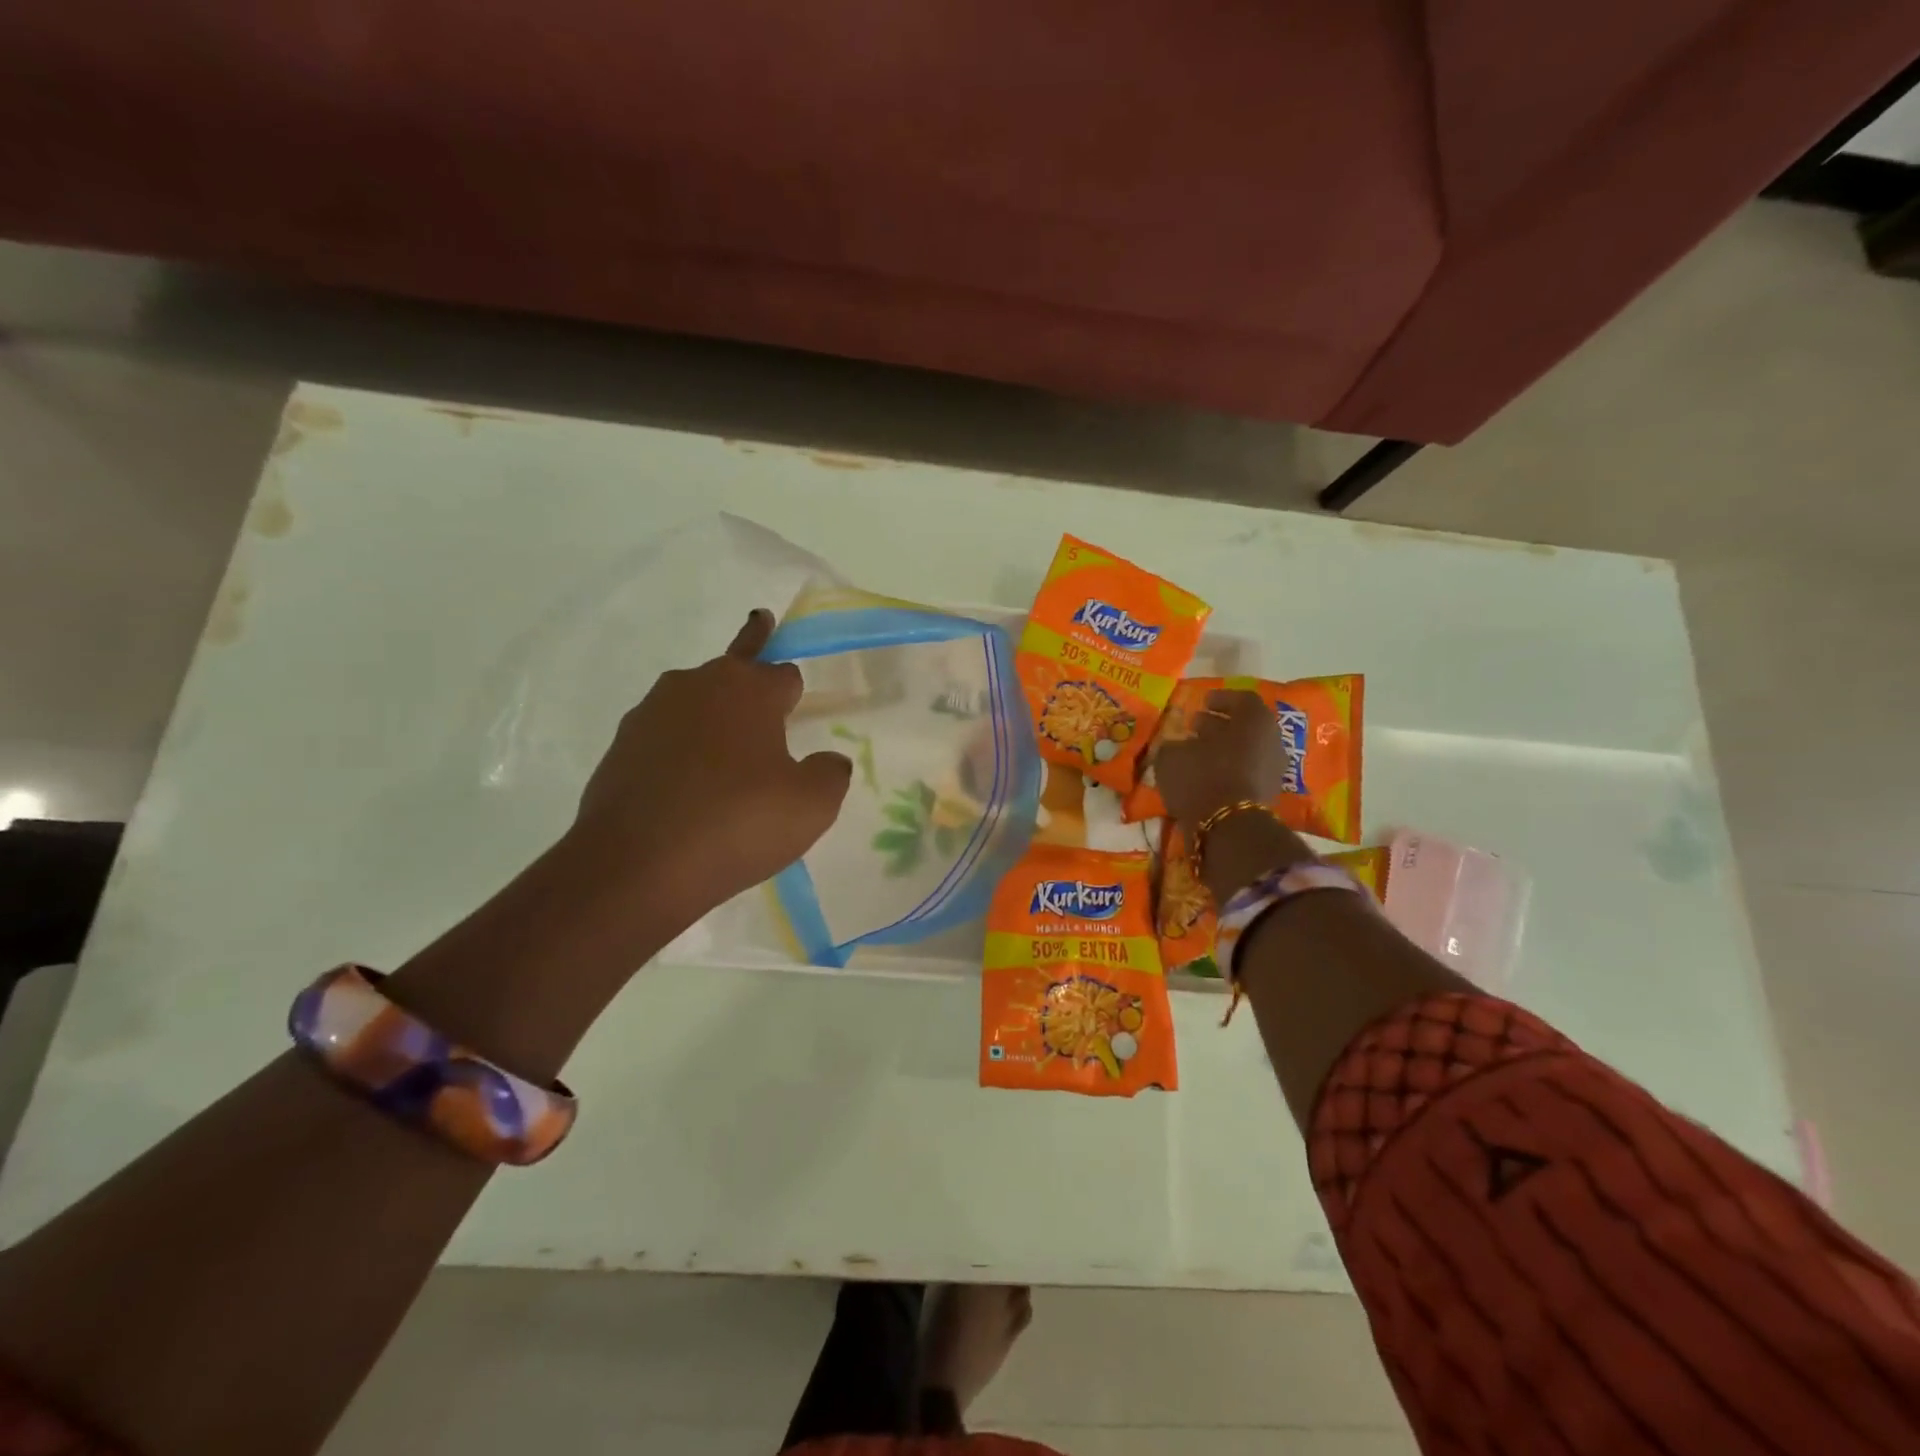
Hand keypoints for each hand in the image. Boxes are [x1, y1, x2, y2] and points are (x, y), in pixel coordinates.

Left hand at [570, 610, 852, 909]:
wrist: (635, 867)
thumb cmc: (737, 824)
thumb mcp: (812, 806)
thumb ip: (831, 773)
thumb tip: (829, 760)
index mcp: (748, 689)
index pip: (783, 672)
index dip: (794, 688)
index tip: (795, 694)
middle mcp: (696, 685)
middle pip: (733, 668)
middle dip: (749, 668)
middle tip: (756, 675)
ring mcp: (650, 713)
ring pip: (694, 701)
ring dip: (713, 714)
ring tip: (726, 751)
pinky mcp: (620, 747)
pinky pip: (664, 737)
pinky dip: (680, 750)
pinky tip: (689, 786)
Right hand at [1151, 689, 1294, 829]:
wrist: (1229, 827)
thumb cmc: (1201, 777)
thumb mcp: (1172, 756)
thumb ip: (1174, 745)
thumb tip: (1176, 746)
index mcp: (1253, 719)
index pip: (1242, 699)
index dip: (1221, 699)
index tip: (1202, 703)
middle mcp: (1270, 739)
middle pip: (1246, 725)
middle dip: (1220, 725)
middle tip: (1195, 727)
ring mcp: (1274, 768)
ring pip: (1247, 750)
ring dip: (1223, 749)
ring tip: (1196, 754)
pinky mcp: (1268, 794)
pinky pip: (1246, 772)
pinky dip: (1228, 770)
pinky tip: (1205, 776)